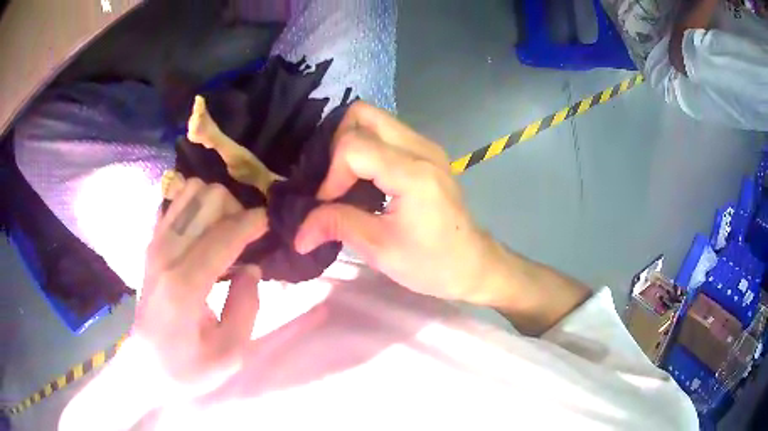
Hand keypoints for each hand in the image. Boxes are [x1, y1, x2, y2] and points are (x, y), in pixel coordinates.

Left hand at [136, 179, 266, 395]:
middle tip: (246, 237)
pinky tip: (204, 230)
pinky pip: (175, 203)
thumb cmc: (188, 366)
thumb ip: (246, 307)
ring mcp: (155, 245)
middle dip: (235, 209)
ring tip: (226, 232)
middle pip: (207, 199)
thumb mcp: (229, 354)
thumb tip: (252, 267)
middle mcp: (166, 254)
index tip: (271, 224)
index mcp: (184, 286)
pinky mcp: (151, 244)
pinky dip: (195, 206)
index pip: (224, 235)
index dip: (253, 222)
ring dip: (216, 205)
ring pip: (191, 192)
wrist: (145, 365)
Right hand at [295, 102, 491, 302]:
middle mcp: (421, 148)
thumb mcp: (380, 250)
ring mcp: (427, 147)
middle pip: (363, 114)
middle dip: (338, 143)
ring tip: (345, 181)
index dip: (331, 174)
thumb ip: (337, 226)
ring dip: (352, 144)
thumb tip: (298, 231)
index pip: (353, 146)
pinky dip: (367, 148)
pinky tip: (364, 179)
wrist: (473, 264)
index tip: (327, 205)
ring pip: (375, 119)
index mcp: (413, 173)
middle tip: (334, 180)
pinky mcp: (427, 153)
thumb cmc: (432, 264)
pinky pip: (387, 133)